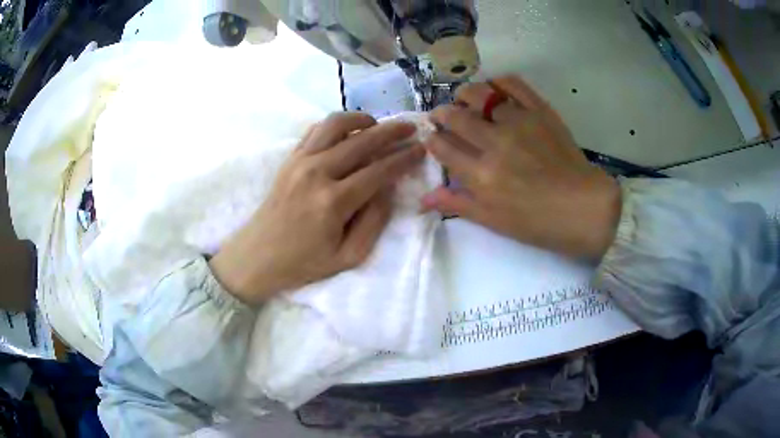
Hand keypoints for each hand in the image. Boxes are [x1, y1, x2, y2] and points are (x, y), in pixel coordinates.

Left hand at [210, 112, 423, 304]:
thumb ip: (374, 221)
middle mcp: (317, 173)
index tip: (421, 149)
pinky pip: (315, 130)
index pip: (379, 171)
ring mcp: (299, 161)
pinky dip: (336, 125)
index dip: (404, 158)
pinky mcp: (289, 159)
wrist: (257, 256)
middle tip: (410, 128)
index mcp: (334, 202)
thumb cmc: (304, 262)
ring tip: (377, 125)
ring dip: (361, 120)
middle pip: (362, 140)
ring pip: (336, 124)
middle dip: (391, 131)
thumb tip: (388, 188)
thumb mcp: (348, 257)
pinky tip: (347, 133)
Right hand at [423, 76, 620, 259]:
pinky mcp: (540, 111)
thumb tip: (424, 198)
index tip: (431, 137)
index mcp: (482, 175)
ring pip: (480, 94)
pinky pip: (513, 84)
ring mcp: (519, 122)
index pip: (442, 147)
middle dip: (441, 113)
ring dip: (464, 94)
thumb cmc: (538, 222)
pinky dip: (498, 81)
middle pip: (455, 116)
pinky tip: (493, 88)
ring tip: (464, 99)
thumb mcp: (494, 222)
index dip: (431, 139)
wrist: (584, 208)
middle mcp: (495, 143)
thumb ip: (458, 204)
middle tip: (441, 116)